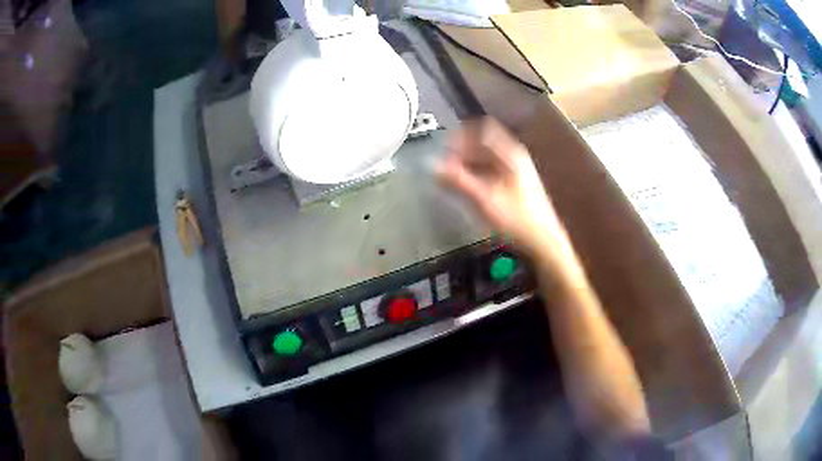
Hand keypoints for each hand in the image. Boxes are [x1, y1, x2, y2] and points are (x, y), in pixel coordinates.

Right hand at [437, 118, 577, 270]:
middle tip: (443, 165)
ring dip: (468, 164)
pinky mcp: (516, 185)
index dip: (462, 135)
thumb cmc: (517, 219)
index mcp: (511, 154)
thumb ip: (458, 180)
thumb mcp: (485, 199)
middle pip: (484, 144)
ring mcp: (517, 171)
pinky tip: (467, 187)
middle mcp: (514, 157)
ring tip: (451, 177)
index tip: (444, 146)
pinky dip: (477, 175)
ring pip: (487, 159)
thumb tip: (433, 166)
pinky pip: (491, 171)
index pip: (483, 130)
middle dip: (462, 152)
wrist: (544, 241)